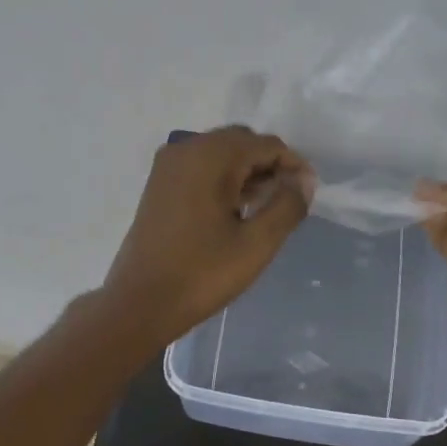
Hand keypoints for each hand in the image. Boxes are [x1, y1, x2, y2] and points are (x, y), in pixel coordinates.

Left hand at [102, 127, 311, 344]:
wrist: (139, 303)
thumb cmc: (202, 274)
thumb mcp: (257, 243)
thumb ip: (287, 206)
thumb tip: (303, 181)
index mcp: (210, 157)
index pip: (266, 145)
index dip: (293, 165)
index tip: (307, 194)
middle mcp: (186, 149)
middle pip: (242, 142)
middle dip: (269, 165)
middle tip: (287, 200)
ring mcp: (169, 165)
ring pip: (221, 153)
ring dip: (247, 172)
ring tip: (264, 207)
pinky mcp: (159, 183)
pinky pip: (202, 166)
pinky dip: (223, 178)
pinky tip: (234, 209)